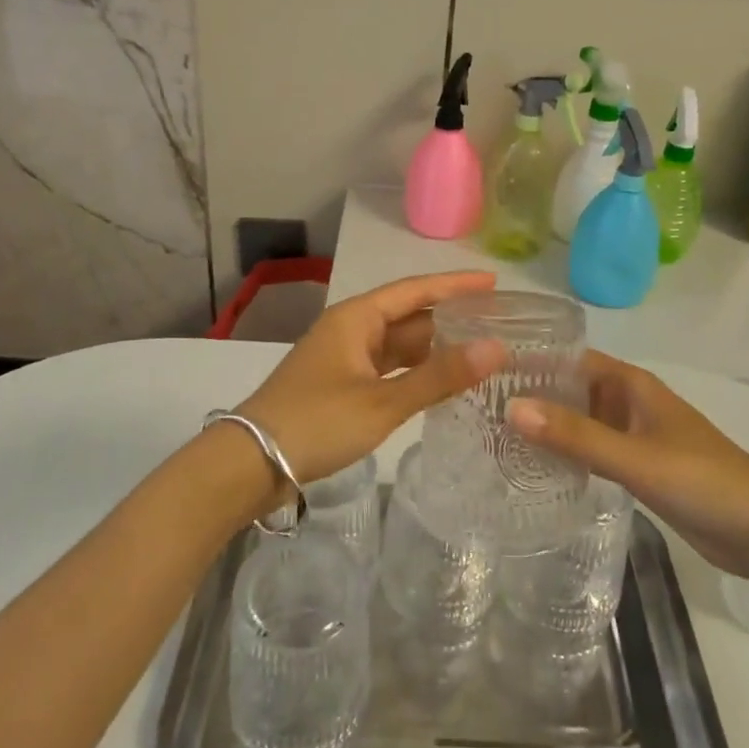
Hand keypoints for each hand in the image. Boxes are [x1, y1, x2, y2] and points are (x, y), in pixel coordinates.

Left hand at [236, 272, 506, 487]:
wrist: (250, 463)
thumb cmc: (317, 422)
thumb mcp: (383, 401)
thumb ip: (440, 376)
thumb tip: (497, 348)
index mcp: (356, 318)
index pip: (416, 290)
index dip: (456, 285)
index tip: (494, 284)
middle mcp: (350, 329)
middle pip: (408, 316)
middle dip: (449, 319)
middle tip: (497, 325)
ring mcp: (343, 358)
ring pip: (397, 345)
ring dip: (433, 349)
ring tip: (478, 353)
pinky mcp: (339, 385)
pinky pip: (386, 368)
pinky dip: (413, 372)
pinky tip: (439, 383)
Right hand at [508, 352, 748, 581]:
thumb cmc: (703, 481)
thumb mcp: (635, 457)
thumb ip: (576, 435)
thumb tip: (511, 408)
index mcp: (633, 385)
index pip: (571, 359)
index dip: (533, 360)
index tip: (486, 368)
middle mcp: (630, 403)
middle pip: (573, 389)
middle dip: (533, 394)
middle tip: (480, 407)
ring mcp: (635, 436)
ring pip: (581, 421)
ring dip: (548, 425)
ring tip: (496, 435)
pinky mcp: (639, 467)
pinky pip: (593, 450)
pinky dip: (567, 453)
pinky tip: (536, 467)